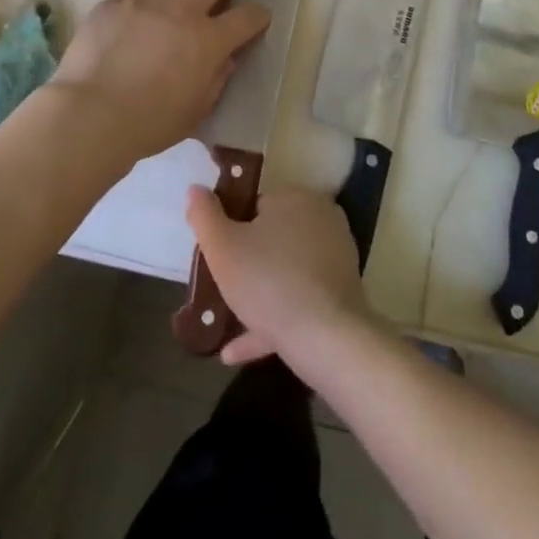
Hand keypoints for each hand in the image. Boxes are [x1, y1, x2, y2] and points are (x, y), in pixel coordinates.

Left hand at [49, 0, 270, 164]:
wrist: (90, 113)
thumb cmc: (149, 124)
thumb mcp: (196, 111)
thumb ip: (216, 80)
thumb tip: (224, 58)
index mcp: (209, 40)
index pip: (246, 17)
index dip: (258, 15)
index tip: (259, 16)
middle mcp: (182, 10)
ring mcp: (147, 0)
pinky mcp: (116, 0)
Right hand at [186, 187, 370, 367]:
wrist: (326, 338)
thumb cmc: (268, 282)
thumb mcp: (222, 248)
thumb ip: (204, 215)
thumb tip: (196, 189)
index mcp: (295, 198)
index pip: (255, 205)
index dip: (232, 229)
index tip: (217, 256)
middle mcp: (321, 219)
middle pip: (271, 239)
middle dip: (246, 264)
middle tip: (221, 289)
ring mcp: (336, 256)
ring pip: (285, 273)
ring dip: (257, 297)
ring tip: (224, 326)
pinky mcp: (342, 292)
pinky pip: (301, 300)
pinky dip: (273, 320)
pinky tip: (239, 350)